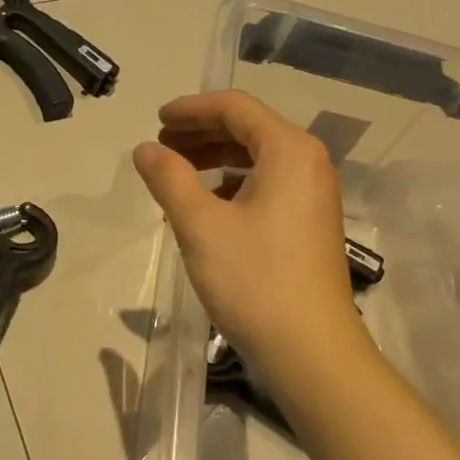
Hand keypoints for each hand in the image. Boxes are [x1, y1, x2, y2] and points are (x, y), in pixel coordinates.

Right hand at [133, 91, 374, 393]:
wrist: (312, 351)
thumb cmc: (254, 280)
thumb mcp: (201, 225)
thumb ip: (169, 179)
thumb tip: (145, 149)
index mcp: (289, 150)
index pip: (235, 107)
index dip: (191, 108)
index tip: (156, 121)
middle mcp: (309, 163)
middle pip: (249, 129)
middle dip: (201, 133)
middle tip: (160, 147)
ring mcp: (314, 195)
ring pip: (258, 159)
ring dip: (214, 159)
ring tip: (176, 174)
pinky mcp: (310, 223)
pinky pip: (268, 185)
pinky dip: (233, 185)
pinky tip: (206, 206)